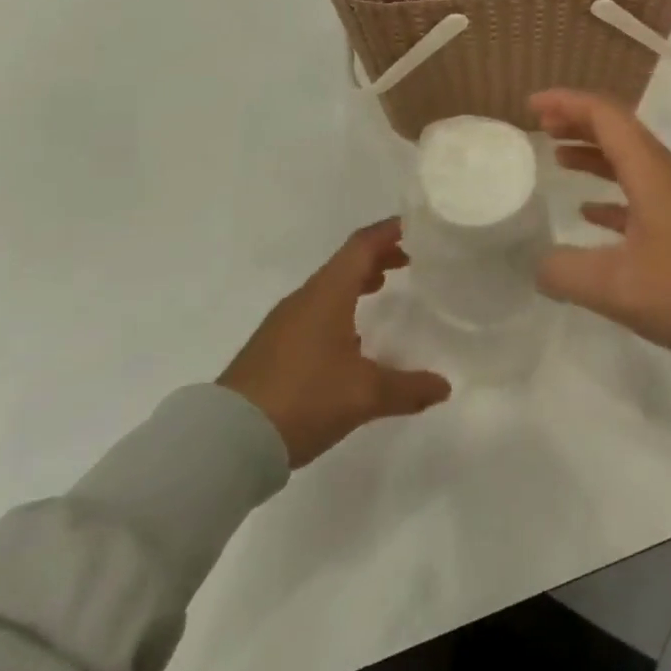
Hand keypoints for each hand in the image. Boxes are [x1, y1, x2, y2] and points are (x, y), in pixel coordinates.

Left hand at [218, 219, 450, 466]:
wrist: (225, 442)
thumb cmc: (302, 399)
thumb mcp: (364, 395)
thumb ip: (408, 388)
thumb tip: (445, 386)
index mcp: (327, 294)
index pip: (362, 246)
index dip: (390, 231)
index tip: (418, 227)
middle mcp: (305, 299)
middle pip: (346, 263)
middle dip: (379, 256)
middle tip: (411, 260)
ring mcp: (284, 323)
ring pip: (329, 287)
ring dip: (358, 281)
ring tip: (385, 288)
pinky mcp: (272, 348)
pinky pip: (315, 311)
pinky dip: (341, 306)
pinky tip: (352, 335)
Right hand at [532, 90, 670, 359]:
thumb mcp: (618, 288)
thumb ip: (567, 273)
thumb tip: (540, 265)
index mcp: (653, 172)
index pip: (606, 116)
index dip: (567, 103)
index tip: (533, 106)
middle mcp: (670, 174)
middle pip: (620, 132)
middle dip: (578, 123)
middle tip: (542, 128)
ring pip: (632, 161)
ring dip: (595, 155)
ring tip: (560, 158)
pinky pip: (645, 192)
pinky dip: (613, 192)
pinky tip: (591, 213)